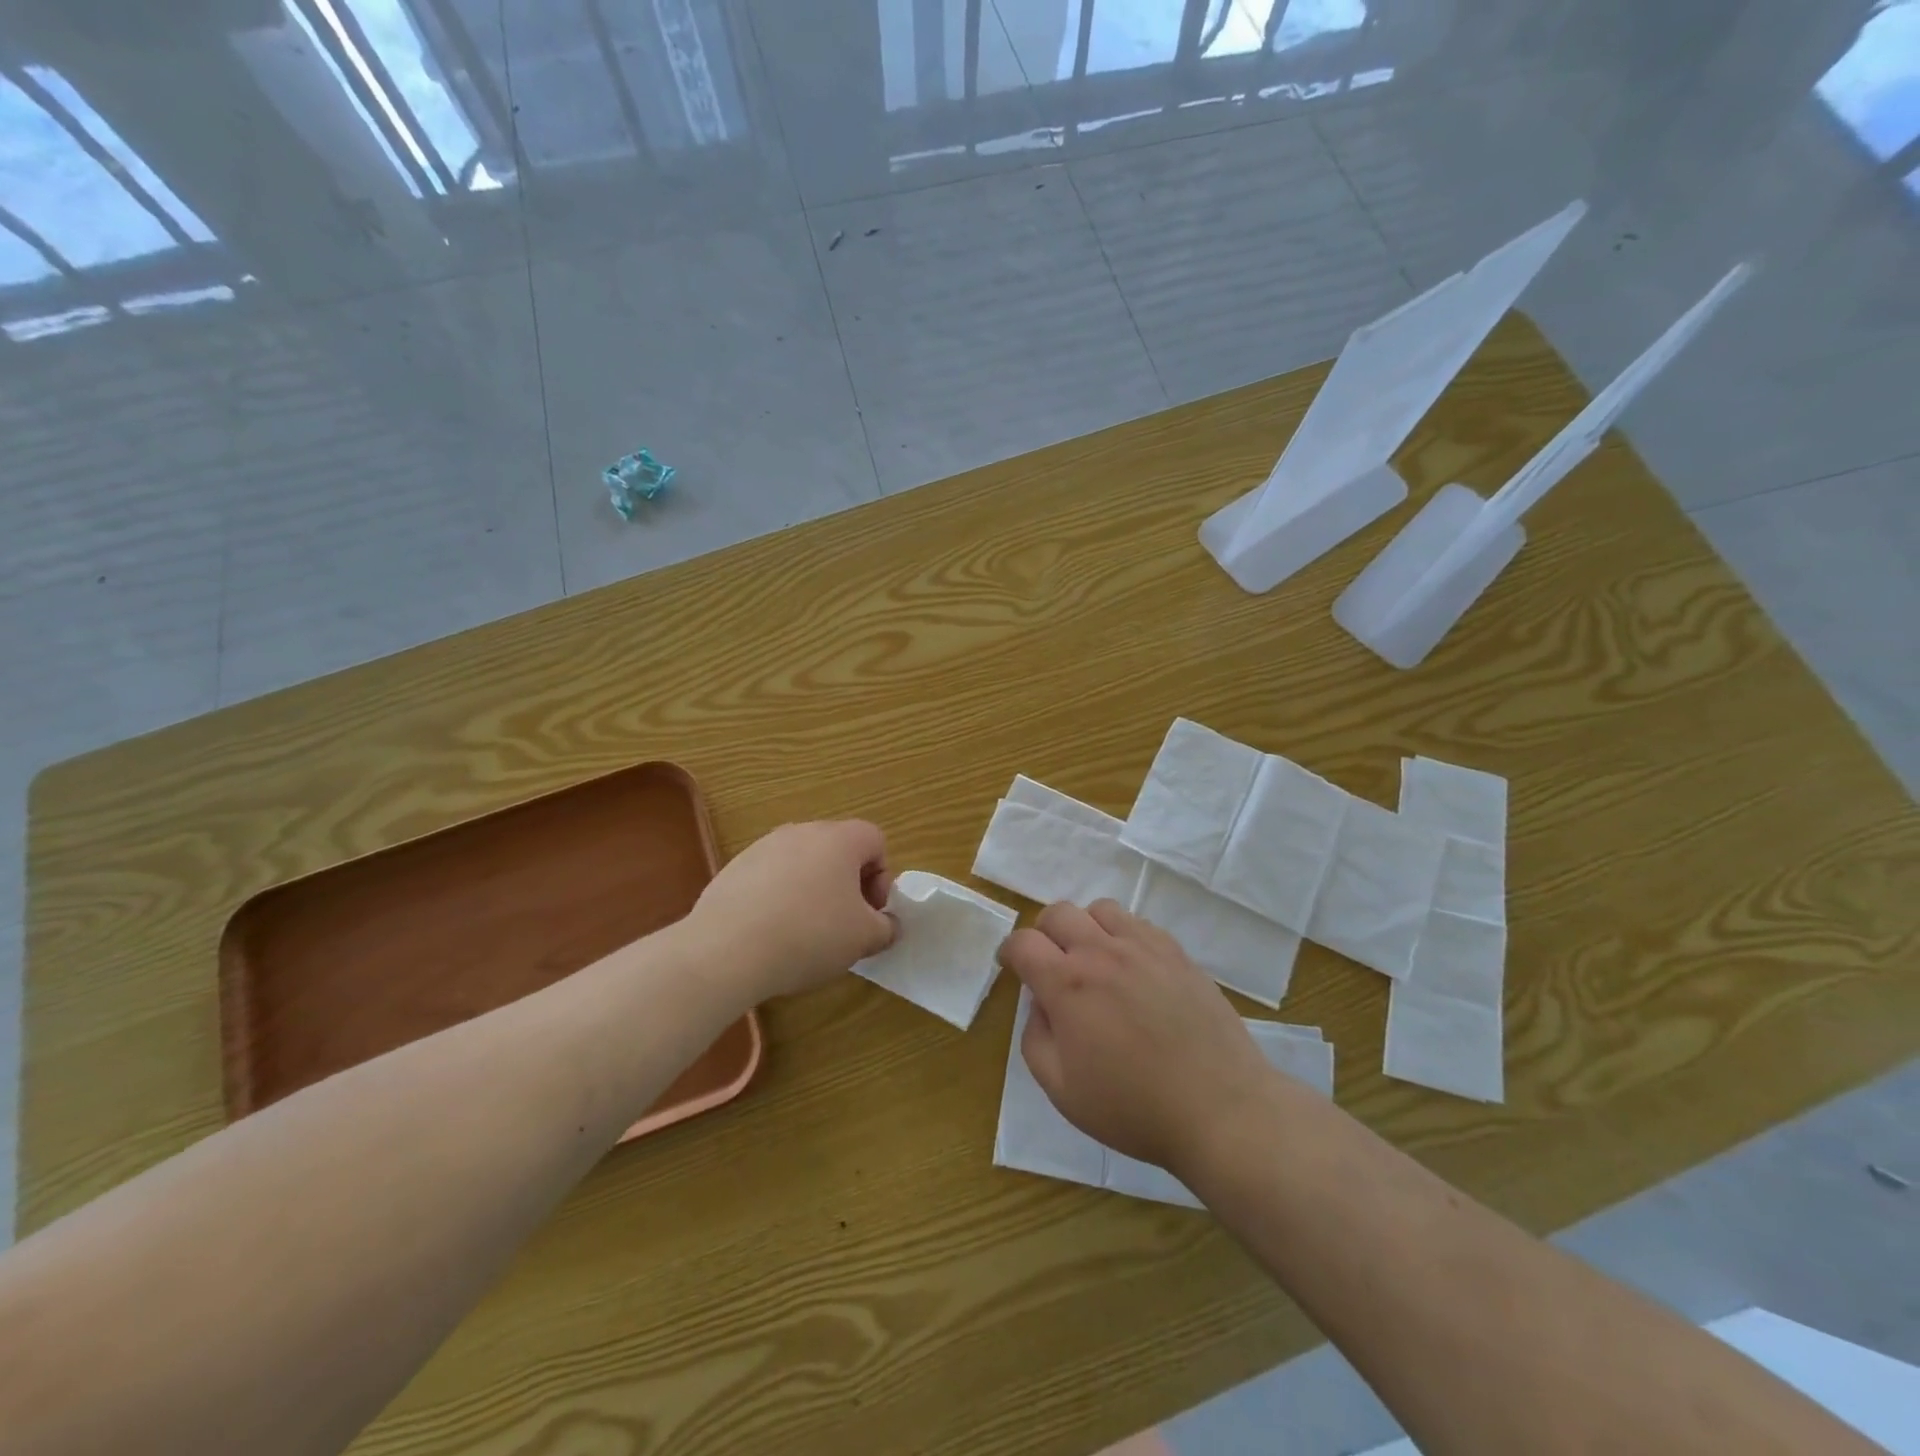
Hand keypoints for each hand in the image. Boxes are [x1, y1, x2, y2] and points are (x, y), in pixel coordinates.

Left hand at [689, 820, 895, 1000]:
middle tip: (844, 925)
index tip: (871, 913)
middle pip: (838, 850)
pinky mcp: (734, 868)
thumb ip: (886, 928)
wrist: (726, 950)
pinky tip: (771, 934)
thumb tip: (886, 925)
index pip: (875, 840)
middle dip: (848, 885)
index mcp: (839, 839)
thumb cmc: (809, 935)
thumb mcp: (863, 938)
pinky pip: (771, 878)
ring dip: (813, 891)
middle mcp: (802, 831)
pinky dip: (779, 899)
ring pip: (803, 864)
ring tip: (804, 933)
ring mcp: (763, 847)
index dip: (881, 877)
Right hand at [999, 899, 1275, 1175]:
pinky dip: (1124, 936)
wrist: (1220, 1108)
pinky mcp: (1177, 953)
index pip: (1023, 942)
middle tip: (1052, 965)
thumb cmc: (1134, 1107)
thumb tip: (1040, 1006)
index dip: (1010, 951)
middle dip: (1044, 933)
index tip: (1013, 967)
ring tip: (1095, 961)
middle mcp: (1102, 952)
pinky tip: (1134, 969)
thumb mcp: (1062, 1090)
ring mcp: (1144, 947)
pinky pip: (1139, 923)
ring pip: (1100, 909)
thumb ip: (1035, 1039)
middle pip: (1058, 912)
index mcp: (1067, 984)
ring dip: (1086, 928)